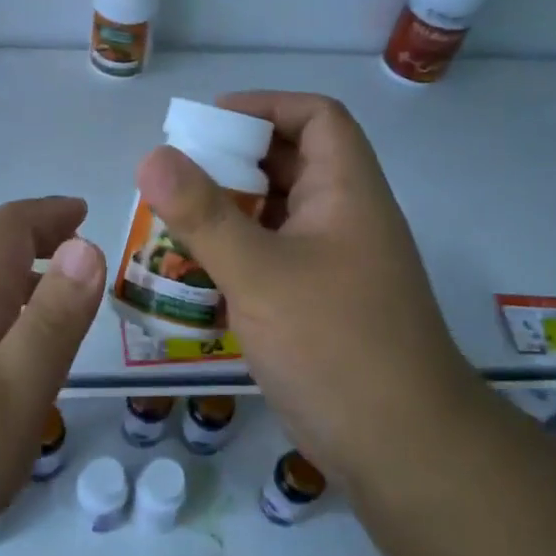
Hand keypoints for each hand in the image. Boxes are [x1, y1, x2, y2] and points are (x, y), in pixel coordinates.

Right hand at [135, 92, 475, 485]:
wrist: (403, 449)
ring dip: (228, 213)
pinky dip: (236, 257)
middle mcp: (346, 218)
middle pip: (290, 164)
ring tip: (171, 223)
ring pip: (277, 216)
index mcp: (347, 191)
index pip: (316, 117)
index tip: (207, 123)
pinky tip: (195, 277)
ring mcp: (336, 265)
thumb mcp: (261, 273)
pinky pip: (273, 259)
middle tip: (174, 177)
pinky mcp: (321, 305)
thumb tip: (152, 156)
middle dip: (232, 163)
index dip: (265, 106)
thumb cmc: (335, 344)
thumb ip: (204, 214)